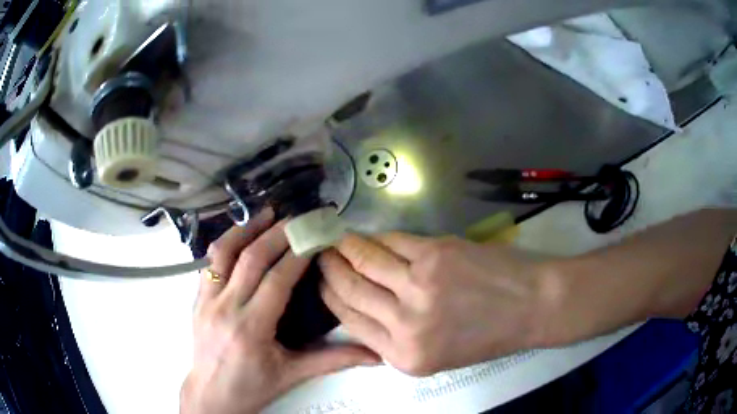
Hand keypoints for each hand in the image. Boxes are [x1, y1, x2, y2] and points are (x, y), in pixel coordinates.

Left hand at [181, 211, 380, 413]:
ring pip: (224, 253)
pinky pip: (210, 263)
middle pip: (252, 259)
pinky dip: (227, 244)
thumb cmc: (253, 386)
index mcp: (252, 329)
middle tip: (298, 218)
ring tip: (267, 213)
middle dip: (278, 234)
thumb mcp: (293, 375)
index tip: (316, 237)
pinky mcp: (197, 299)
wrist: (212, 395)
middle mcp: (226, 308)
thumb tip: (375, 355)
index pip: (277, 280)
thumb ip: (334, 360)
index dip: (298, 255)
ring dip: (247, 229)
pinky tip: (241, 236)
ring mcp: (206, 300)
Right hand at [319, 233, 554, 375]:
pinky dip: (377, 236)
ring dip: (346, 247)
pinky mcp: (435, 255)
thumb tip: (359, 304)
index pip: (350, 320)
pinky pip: (393, 241)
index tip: (320, 281)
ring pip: (365, 260)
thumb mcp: (433, 354)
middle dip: (329, 269)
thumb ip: (393, 336)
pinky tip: (369, 234)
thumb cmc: (486, 335)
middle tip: (320, 254)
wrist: (531, 308)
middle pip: (350, 289)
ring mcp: (419, 286)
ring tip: (336, 240)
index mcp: (403, 356)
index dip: (329, 296)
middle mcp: (405, 325)